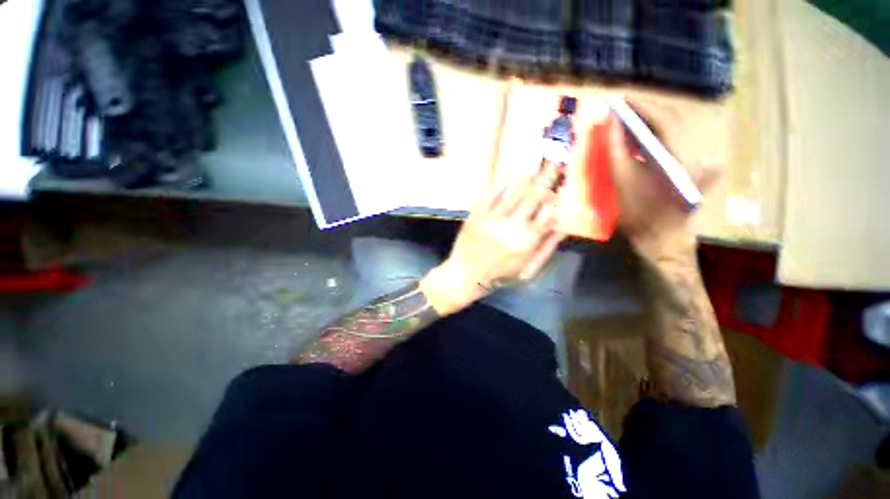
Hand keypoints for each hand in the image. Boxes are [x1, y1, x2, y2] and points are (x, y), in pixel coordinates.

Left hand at [420, 164, 565, 314]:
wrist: (465, 275)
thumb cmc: (499, 276)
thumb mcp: (528, 270)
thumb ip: (546, 247)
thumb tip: (563, 224)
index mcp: (528, 240)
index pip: (550, 212)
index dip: (557, 199)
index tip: (559, 191)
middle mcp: (513, 225)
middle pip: (536, 195)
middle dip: (548, 178)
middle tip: (555, 165)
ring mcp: (493, 217)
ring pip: (516, 190)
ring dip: (528, 177)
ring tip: (535, 169)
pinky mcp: (477, 213)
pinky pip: (493, 192)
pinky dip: (504, 183)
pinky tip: (511, 178)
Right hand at [608, 99, 719, 260]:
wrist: (661, 238)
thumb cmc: (638, 213)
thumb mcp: (621, 181)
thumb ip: (615, 148)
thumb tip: (610, 121)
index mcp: (682, 157)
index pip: (665, 119)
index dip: (643, 107)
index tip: (622, 100)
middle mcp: (699, 153)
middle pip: (674, 120)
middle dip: (648, 111)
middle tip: (623, 108)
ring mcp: (701, 160)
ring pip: (677, 129)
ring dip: (653, 121)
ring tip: (630, 119)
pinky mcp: (697, 167)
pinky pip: (677, 142)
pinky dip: (658, 135)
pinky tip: (643, 137)